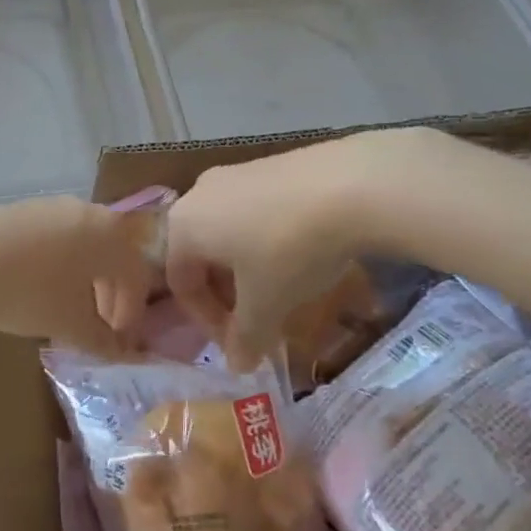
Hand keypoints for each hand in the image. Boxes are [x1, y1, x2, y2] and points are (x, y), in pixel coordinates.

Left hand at [0, 196, 154, 355]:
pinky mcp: (26, 209)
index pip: (137, 276)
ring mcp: (55, 206)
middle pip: (114, 256)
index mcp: (112, 236)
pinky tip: (39, 288)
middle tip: (99, 327)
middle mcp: (90, 212)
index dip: (133, 314)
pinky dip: (61, 265)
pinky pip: (58, 239)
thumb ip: (102, 340)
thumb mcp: (70, 324)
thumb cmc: (29, 291)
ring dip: (86, 280)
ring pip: (86, 246)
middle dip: (111, 295)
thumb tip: (121, 352)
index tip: (120, 343)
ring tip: (68, 310)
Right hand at [165, 129, 429, 360]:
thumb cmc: (288, 250)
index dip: (208, 322)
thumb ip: (246, 337)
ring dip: (248, 268)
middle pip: (202, 255)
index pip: (181, 283)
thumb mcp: (266, 303)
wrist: (349, 184)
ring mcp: (235, 174)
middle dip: (228, 295)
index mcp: (183, 226)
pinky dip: (267, 240)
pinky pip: (255, 211)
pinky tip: (301, 254)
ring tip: (282, 289)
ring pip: (229, 232)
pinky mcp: (270, 164)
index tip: (240, 344)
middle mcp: (199, 193)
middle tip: (258, 320)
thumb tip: (238, 365)